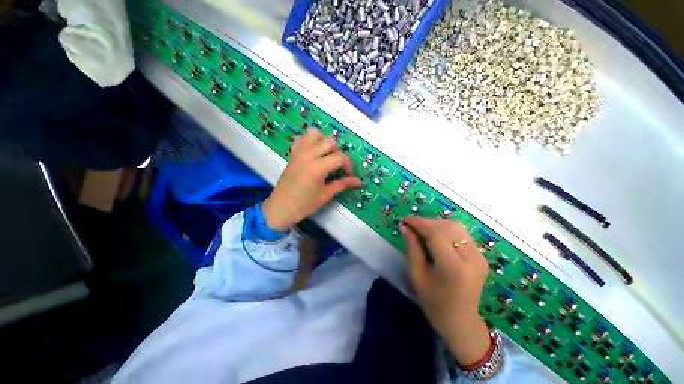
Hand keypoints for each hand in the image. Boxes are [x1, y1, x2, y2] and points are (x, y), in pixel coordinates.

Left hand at [262, 129, 361, 230]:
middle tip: (338, 167)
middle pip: (330, 141)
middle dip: (338, 152)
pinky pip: (302, 138)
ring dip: (324, 142)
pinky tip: (314, 152)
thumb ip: (343, 184)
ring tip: (327, 156)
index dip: (349, 166)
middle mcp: (308, 155)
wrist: (281, 208)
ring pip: (315, 133)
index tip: (350, 176)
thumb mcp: (326, 195)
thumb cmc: (305, 205)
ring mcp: (299, 152)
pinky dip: (310, 141)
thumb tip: (359, 181)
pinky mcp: (293, 154)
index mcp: (318, 167)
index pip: (340, 157)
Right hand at [401, 216, 490, 365]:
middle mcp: (471, 258)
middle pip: (448, 227)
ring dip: (436, 225)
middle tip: (412, 226)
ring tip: (422, 230)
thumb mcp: (416, 275)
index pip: (436, 234)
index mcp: (453, 267)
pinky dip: (445, 230)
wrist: (461, 322)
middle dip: (427, 222)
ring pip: (456, 227)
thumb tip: (405, 227)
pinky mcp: (481, 256)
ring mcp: (479, 257)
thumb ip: (412, 248)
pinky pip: (461, 234)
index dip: (419, 223)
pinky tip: (435, 237)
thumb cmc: (433, 303)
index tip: (405, 219)